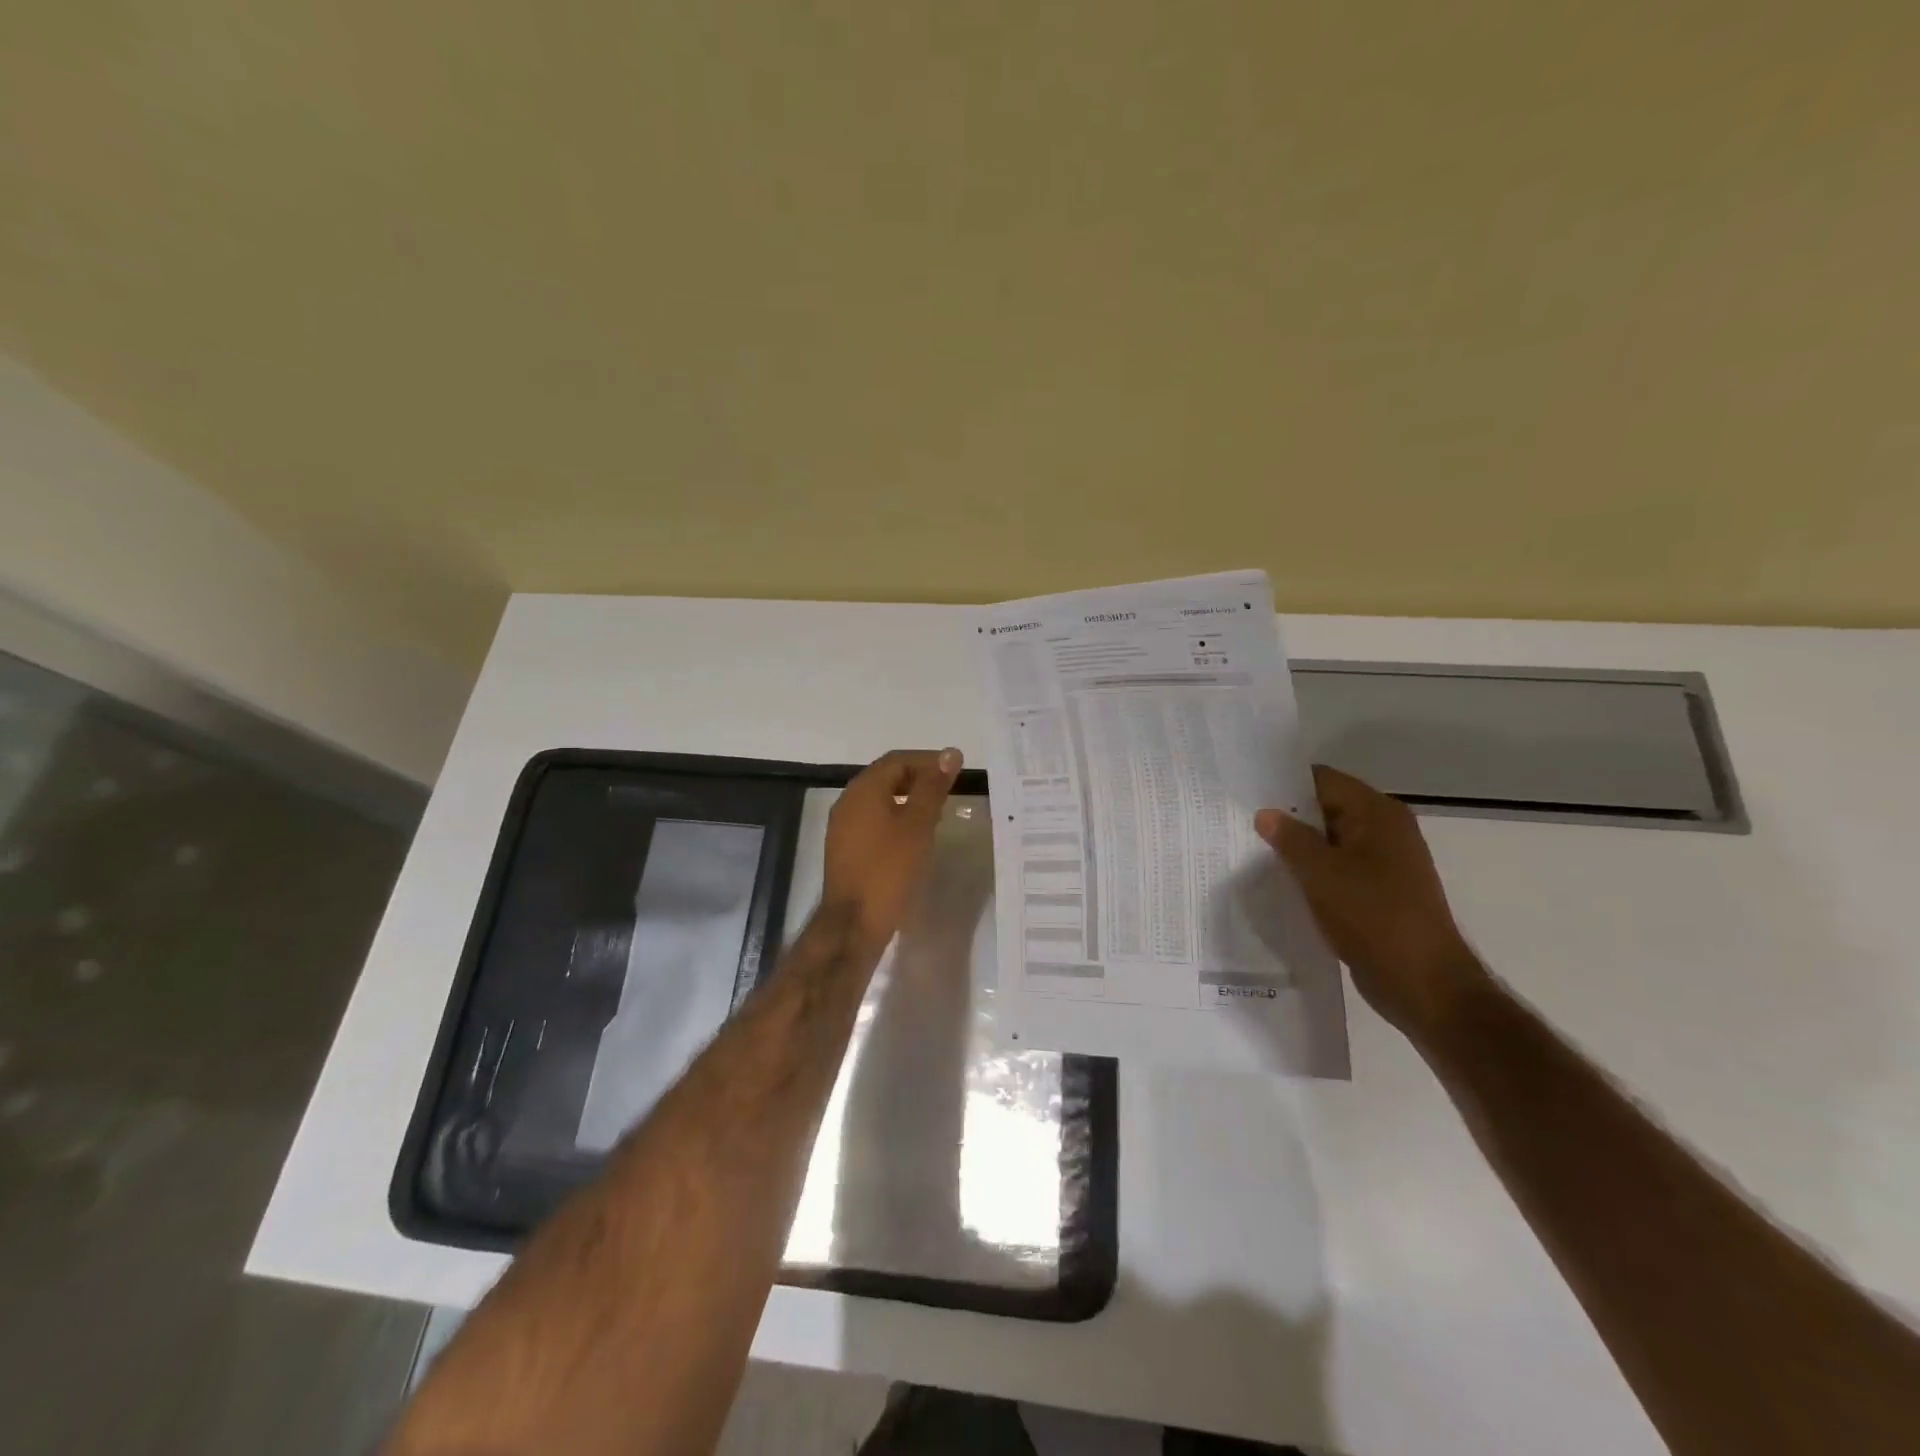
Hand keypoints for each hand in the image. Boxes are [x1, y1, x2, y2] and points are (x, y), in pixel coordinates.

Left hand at [823, 748, 963, 951]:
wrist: (854, 922)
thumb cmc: (889, 869)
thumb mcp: (918, 825)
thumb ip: (933, 787)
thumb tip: (950, 753)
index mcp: (864, 789)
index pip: (897, 760)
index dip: (928, 761)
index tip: (954, 771)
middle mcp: (848, 801)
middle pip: (886, 777)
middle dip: (918, 779)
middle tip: (948, 791)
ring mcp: (843, 826)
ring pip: (879, 800)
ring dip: (907, 800)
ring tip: (935, 814)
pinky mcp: (845, 848)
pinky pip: (872, 821)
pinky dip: (895, 819)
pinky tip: (913, 837)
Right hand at [1256, 765, 1487, 1043]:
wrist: (1422, 983)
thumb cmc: (1373, 917)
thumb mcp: (1321, 873)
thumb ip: (1290, 838)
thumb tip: (1266, 814)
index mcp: (1377, 813)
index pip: (1322, 780)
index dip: (1283, 784)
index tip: (1245, 793)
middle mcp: (1385, 829)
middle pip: (1326, 808)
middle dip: (1287, 816)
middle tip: (1240, 822)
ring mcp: (1385, 862)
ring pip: (1330, 841)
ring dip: (1298, 847)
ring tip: (1252, 851)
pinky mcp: (1380, 891)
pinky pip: (1338, 868)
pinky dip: (1312, 871)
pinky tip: (1282, 882)